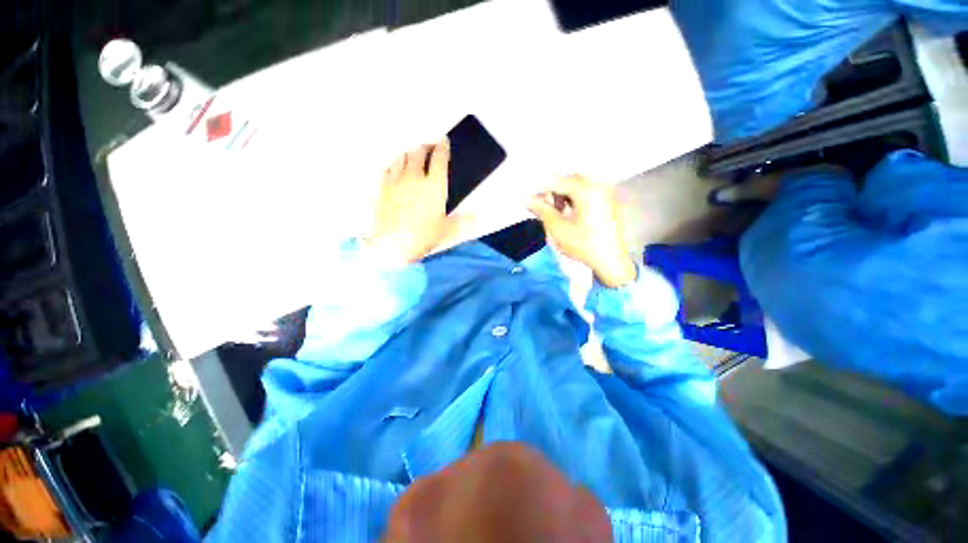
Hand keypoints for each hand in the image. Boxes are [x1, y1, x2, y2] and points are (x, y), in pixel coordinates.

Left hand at [370, 139, 462, 264]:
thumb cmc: (422, 238)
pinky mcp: (382, 187)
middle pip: (419, 152)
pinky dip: (395, 165)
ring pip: (402, 156)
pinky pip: (388, 168)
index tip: (444, 141)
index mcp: (434, 186)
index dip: (443, 147)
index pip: (439, 158)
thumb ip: (461, 221)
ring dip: (410, 153)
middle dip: (426, 147)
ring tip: (413, 157)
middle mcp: (415, 178)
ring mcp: (396, 181)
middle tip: (429, 148)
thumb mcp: (446, 231)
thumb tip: (474, 217)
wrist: (392, 246)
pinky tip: (397, 169)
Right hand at [528, 175, 636, 287]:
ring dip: (563, 193)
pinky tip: (566, 211)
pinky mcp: (609, 202)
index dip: (538, 188)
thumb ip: (541, 209)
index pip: (557, 181)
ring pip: (578, 185)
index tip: (526, 196)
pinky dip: (574, 198)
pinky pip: (588, 192)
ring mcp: (606, 193)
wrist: (610, 262)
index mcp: (587, 190)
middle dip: (552, 189)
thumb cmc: (583, 245)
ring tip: (551, 209)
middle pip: (569, 179)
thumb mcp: (558, 228)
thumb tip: (524, 198)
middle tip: (539, 202)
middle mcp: (599, 185)